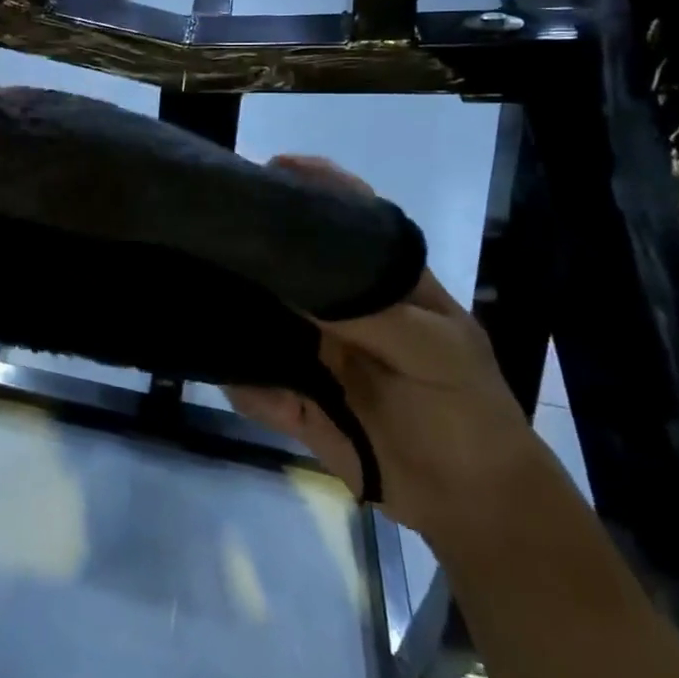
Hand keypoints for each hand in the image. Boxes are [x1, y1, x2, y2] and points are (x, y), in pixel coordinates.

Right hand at [227, 156, 538, 541]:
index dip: (314, 186)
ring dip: (235, 323)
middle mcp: (343, 311)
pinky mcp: (298, 399)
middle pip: (289, 268)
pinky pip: (257, 386)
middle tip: (210, 240)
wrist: (473, 507)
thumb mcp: (433, 352)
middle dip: (251, 255)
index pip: (350, 219)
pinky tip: (249, 390)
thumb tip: (287, 284)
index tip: (268, 169)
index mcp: (384, 286)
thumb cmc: (466, 413)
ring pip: (261, 324)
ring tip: (205, 311)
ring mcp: (316, 354)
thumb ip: (369, 315)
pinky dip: (249, 390)